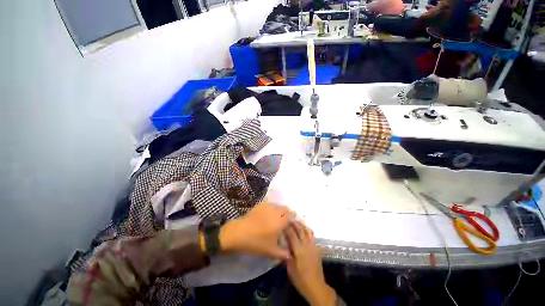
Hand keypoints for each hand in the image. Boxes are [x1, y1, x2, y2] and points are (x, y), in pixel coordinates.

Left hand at [219, 202, 292, 259]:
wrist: (239, 233)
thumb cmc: (256, 242)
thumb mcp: (270, 251)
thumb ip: (282, 254)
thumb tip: (290, 255)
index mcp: (280, 220)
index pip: (291, 215)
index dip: (293, 218)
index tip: (292, 223)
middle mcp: (275, 211)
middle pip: (285, 208)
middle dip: (287, 213)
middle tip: (284, 222)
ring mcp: (267, 206)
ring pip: (277, 205)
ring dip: (279, 210)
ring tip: (276, 218)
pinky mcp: (260, 205)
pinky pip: (269, 205)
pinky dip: (272, 208)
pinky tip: (267, 215)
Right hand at [285, 222, 336, 305]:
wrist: (315, 285)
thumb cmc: (300, 278)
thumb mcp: (290, 268)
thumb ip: (286, 254)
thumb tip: (283, 244)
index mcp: (298, 249)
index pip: (291, 234)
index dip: (286, 228)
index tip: (282, 224)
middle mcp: (306, 244)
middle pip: (300, 229)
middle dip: (294, 223)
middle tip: (289, 219)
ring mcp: (312, 245)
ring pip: (307, 230)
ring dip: (301, 225)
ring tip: (296, 222)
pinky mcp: (316, 247)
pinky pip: (312, 235)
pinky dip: (307, 229)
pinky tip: (304, 229)